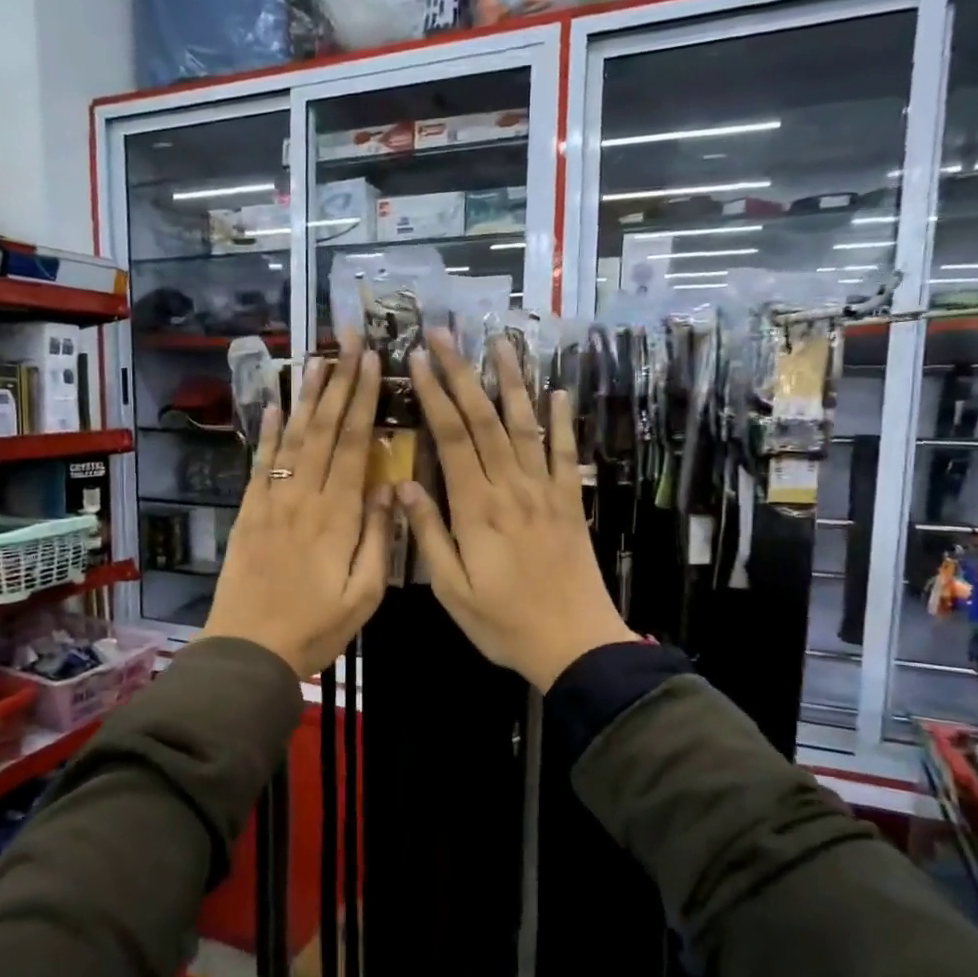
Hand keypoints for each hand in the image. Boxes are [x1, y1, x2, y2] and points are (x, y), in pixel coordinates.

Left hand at [202, 349, 392, 676]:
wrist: (248, 650)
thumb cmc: (314, 628)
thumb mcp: (363, 596)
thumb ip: (378, 540)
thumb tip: (391, 489)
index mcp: (338, 516)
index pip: (355, 445)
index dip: (364, 400)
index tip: (373, 362)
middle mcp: (304, 497)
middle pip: (324, 430)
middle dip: (339, 382)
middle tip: (349, 341)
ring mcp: (272, 501)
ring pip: (293, 438)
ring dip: (306, 397)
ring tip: (318, 359)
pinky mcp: (249, 512)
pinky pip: (261, 464)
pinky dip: (268, 432)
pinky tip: (274, 406)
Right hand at [399, 330, 636, 691]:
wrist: (574, 643)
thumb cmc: (504, 622)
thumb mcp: (451, 590)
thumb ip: (428, 535)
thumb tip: (403, 486)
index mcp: (476, 508)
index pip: (451, 438)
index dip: (434, 395)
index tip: (417, 360)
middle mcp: (511, 487)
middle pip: (484, 419)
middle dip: (462, 372)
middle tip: (445, 333)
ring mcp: (545, 491)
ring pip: (524, 425)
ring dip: (511, 381)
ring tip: (500, 341)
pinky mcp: (570, 501)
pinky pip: (566, 453)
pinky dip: (561, 421)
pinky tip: (557, 392)